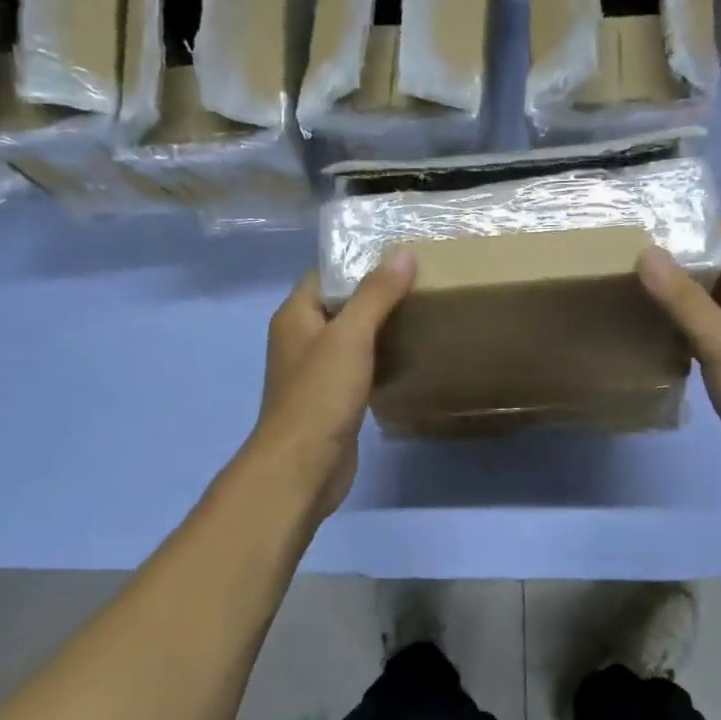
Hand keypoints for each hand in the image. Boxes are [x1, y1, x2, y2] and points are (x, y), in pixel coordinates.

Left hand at [249, 250, 417, 525]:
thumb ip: (375, 294)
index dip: (360, 260)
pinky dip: (382, 360)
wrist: (304, 466)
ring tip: (424, 313)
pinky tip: (412, 356)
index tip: (402, 255)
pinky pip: (360, 368)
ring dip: (383, 328)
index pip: (328, 273)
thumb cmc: (320, 396)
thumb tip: (402, 253)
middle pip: (343, 305)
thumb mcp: (350, 337)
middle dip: (378, 294)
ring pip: (353, 339)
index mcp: (296, 315)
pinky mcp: (333, 400)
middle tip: (423, 282)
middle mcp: (302, 339)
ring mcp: (317, 372)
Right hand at [638, 229, 720, 511]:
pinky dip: (687, 331)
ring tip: (634, 295)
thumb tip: (647, 252)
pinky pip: (714, 336)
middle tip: (628, 265)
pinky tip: (657, 338)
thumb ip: (684, 298)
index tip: (644, 233)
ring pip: (715, 305)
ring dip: (681, 300)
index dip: (691, 233)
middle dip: (680, 266)